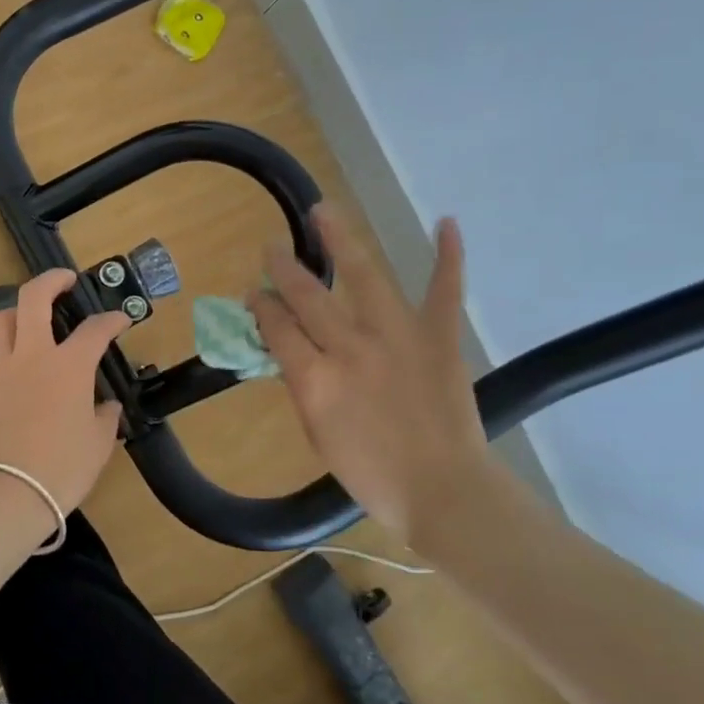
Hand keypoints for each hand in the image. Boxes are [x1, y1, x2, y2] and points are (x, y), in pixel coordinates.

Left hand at [0, 270, 132, 516]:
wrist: (6, 497)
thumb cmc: (61, 470)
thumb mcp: (98, 445)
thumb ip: (105, 418)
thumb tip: (107, 407)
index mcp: (68, 366)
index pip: (95, 330)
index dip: (112, 320)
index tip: (121, 320)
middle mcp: (30, 356)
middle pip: (33, 298)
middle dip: (51, 280)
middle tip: (65, 280)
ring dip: (15, 314)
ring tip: (26, 321)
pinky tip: (6, 378)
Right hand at [249, 206, 504, 543]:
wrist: (444, 493)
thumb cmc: (371, 473)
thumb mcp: (317, 433)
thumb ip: (301, 386)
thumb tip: (290, 349)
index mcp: (315, 377)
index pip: (277, 326)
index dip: (261, 306)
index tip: (254, 294)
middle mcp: (350, 347)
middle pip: (308, 295)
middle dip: (284, 269)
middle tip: (272, 249)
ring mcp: (398, 337)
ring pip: (363, 276)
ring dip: (340, 240)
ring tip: (323, 211)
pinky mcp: (439, 339)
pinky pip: (444, 291)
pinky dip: (448, 257)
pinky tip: (445, 223)